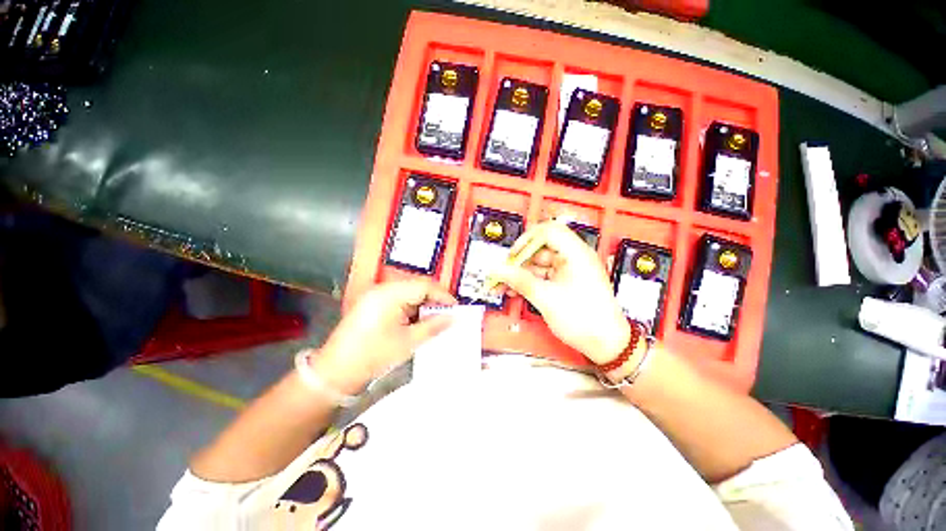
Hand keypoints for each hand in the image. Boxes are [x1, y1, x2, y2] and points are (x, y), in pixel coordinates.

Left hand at [314, 280, 456, 392]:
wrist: (336, 372)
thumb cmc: (373, 355)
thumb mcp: (408, 342)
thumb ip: (433, 326)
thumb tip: (453, 318)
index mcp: (390, 294)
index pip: (424, 286)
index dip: (442, 295)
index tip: (456, 307)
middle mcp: (382, 289)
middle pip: (416, 287)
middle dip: (434, 300)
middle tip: (448, 314)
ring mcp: (375, 296)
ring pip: (408, 293)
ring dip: (423, 304)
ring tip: (435, 319)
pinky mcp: (372, 304)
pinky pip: (398, 300)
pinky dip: (411, 308)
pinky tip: (418, 321)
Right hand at [491, 221, 629, 363]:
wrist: (606, 344)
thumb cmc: (583, 319)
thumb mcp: (546, 298)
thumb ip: (520, 281)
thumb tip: (498, 270)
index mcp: (576, 253)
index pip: (548, 231)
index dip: (527, 240)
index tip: (512, 256)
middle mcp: (573, 257)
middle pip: (540, 249)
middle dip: (520, 261)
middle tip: (503, 274)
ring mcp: (569, 270)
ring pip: (539, 264)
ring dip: (521, 274)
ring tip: (504, 287)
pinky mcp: (565, 282)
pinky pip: (543, 276)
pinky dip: (529, 282)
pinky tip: (515, 291)